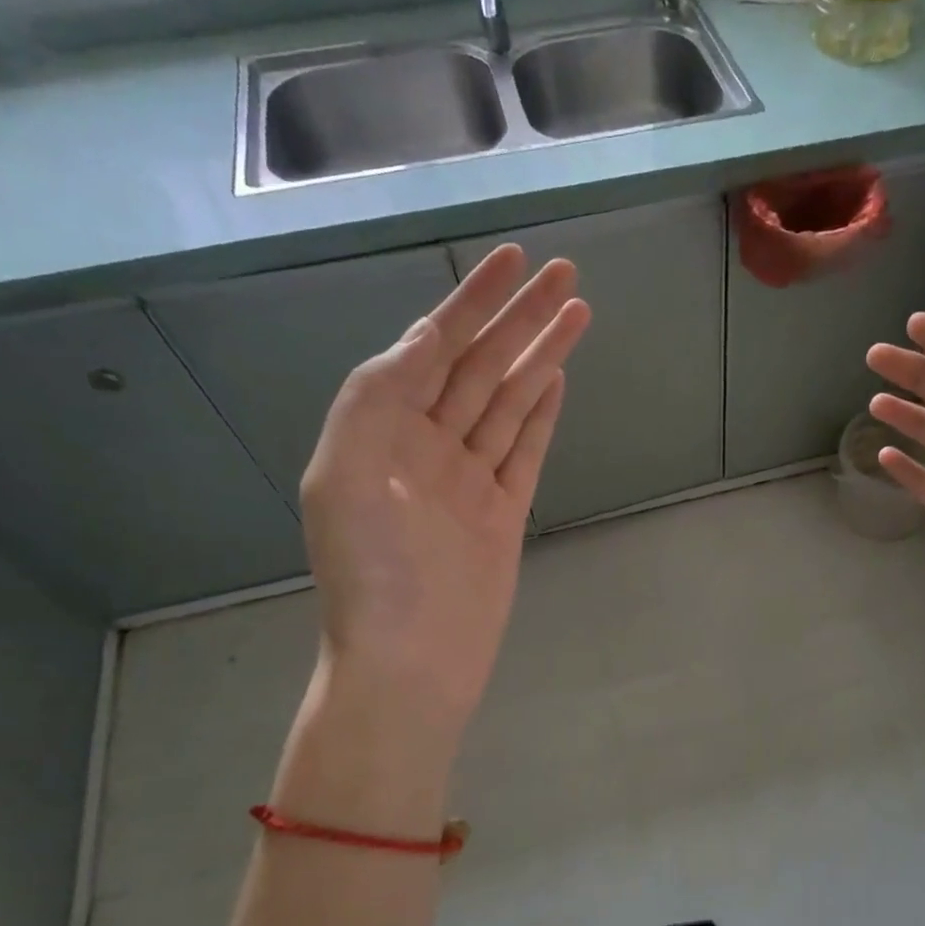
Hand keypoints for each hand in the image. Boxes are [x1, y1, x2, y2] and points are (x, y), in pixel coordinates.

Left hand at [300, 245, 587, 739]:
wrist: (411, 664)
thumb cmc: (373, 575)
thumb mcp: (346, 476)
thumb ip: (376, 399)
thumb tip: (422, 342)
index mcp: (382, 431)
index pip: (433, 347)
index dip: (473, 301)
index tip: (514, 261)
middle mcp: (426, 446)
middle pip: (481, 366)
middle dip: (520, 316)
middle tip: (566, 272)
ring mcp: (469, 479)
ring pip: (509, 401)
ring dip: (541, 355)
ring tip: (578, 313)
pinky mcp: (504, 512)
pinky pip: (525, 450)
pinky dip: (541, 413)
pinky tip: (557, 379)